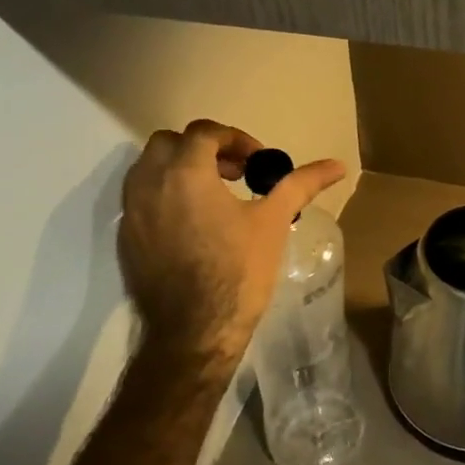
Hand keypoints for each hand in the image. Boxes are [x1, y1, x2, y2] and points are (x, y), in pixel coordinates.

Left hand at [118, 119, 346, 366]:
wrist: (194, 331)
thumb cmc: (238, 270)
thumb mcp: (273, 221)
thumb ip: (301, 185)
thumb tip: (338, 165)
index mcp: (185, 172)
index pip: (204, 132)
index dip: (235, 139)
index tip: (257, 162)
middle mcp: (149, 184)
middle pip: (169, 143)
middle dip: (203, 149)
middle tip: (234, 173)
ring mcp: (132, 213)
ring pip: (148, 170)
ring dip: (180, 170)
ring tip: (214, 196)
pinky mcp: (126, 239)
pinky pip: (141, 200)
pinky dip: (165, 197)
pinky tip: (194, 225)